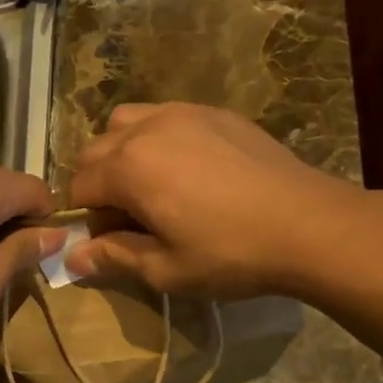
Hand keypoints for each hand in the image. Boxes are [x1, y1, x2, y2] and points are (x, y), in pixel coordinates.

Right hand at [66, 103, 360, 298]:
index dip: (85, 218)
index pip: (78, 186)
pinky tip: (191, 171)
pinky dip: (159, 140)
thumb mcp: (165, 270)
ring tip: (152, 186)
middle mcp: (147, 128)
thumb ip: (113, 257)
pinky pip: (167, 117)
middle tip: (129, 218)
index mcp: (128, 167)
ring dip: (123, 152)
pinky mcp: (216, 113)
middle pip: (95, 149)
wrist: (308, 225)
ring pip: (127, 122)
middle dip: (98, 183)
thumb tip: (73, 259)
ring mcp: (184, 113)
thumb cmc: (230, 254)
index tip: (109, 241)